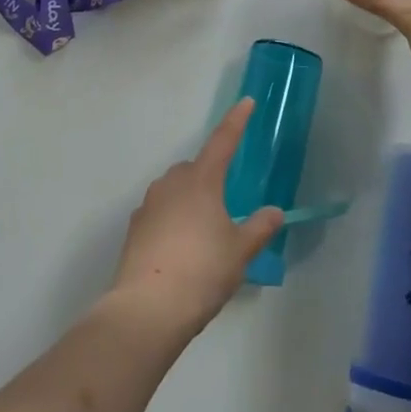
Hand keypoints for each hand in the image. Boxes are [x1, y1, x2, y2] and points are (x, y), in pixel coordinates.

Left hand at [108, 98, 283, 339]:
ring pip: (174, 191)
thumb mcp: (240, 251)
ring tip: (203, 235)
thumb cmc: (202, 271)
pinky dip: (172, 221)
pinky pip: (160, 213)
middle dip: (210, 177)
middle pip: (195, 169)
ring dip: (189, 200)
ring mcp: (149, 205)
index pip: (223, 141)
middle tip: (225, 208)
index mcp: (201, 180)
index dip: (237, 121)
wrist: (147, 309)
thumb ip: (259, 228)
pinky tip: (180, 250)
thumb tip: (275, 212)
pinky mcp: (134, 229)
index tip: (246, 102)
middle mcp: (172, 184)